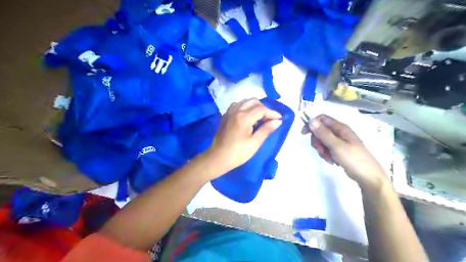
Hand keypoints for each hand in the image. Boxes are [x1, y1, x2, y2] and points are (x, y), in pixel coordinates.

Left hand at [204, 98, 283, 178]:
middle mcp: (236, 111)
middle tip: (269, 119)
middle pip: (253, 102)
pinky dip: (245, 108)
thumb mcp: (254, 143)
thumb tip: (278, 121)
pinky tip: (248, 117)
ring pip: (245, 102)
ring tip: (260, 118)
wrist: (217, 158)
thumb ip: (266, 130)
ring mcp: (229, 112)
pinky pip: (237, 106)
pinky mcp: (225, 116)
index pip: (261, 109)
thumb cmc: (237, 153)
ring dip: (254, 107)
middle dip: (264, 108)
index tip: (279, 119)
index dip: (272, 113)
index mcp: (243, 117)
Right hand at [304, 114, 388, 190]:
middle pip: (321, 131)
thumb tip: (311, 120)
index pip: (322, 119)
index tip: (304, 134)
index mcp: (341, 128)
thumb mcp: (336, 146)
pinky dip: (327, 154)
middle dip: (317, 141)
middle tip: (321, 150)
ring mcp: (340, 142)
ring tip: (329, 158)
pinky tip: (332, 161)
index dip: (312, 124)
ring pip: (323, 141)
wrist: (368, 178)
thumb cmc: (354, 159)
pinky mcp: (340, 151)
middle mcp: (340, 133)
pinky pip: (327, 149)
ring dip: (322, 149)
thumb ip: (323, 133)